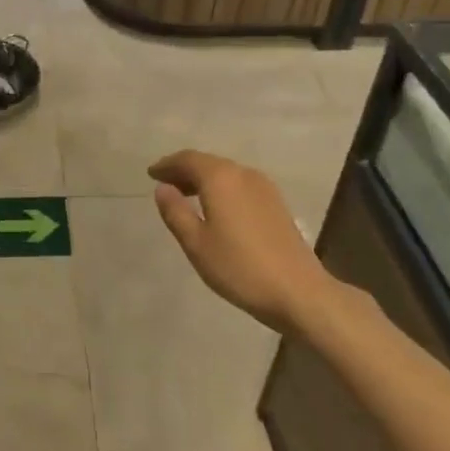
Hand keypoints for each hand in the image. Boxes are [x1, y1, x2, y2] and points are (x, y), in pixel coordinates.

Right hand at [149, 151, 332, 332]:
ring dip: (203, 179)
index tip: (151, 173)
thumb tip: (163, 188)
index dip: (167, 165)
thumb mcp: (196, 243)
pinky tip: (216, 207)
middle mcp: (243, 173)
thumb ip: (175, 212)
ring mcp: (264, 187)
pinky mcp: (276, 203)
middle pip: (208, 162)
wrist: (298, 291)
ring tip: (186, 195)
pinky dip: (221, 188)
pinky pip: (240, 184)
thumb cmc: (239, 267)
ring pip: (226, 173)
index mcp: (221, 178)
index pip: (188, 160)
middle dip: (184, 170)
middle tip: (165, 183)